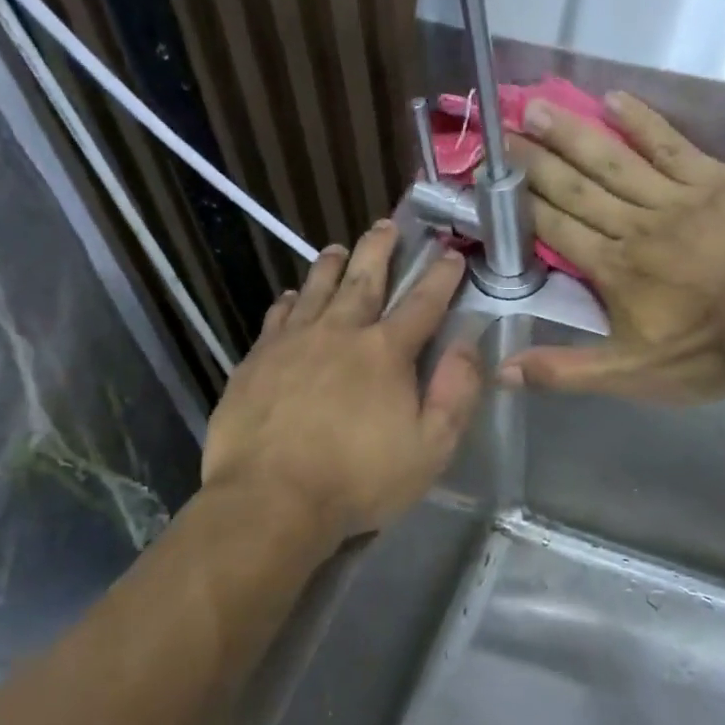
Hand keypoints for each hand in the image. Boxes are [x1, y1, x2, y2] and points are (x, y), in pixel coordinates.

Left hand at [201, 221, 481, 543]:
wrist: (272, 499)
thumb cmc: (359, 480)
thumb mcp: (430, 449)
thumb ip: (456, 394)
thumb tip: (468, 345)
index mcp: (386, 353)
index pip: (422, 304)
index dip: (441, 277)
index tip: (451, 254)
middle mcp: (340, 333)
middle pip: (364, 279)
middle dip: (380, 249)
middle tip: (387, 225)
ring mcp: (292, 343)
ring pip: (316, 289)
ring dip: (331, 265)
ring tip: (338, 248)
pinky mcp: (256, 360)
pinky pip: (277, 317)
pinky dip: (290, 301)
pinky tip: (292, 296)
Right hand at [500, 92, 724, 402]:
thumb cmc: (709, 352)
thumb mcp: (631, 376)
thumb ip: (566, 370)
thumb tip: (501, 372)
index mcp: (612, 270)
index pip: (555, 229)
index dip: (521, 206)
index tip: (491, 181)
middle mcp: (634, 225)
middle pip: (576, 188)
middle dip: (535, 161)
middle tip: (501, 131)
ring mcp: (676, 197)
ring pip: (613, 160)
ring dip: (572, 132)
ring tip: (536, 106)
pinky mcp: (715, 180)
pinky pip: (669, 144)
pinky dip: (641, 121)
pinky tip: (613, 100)